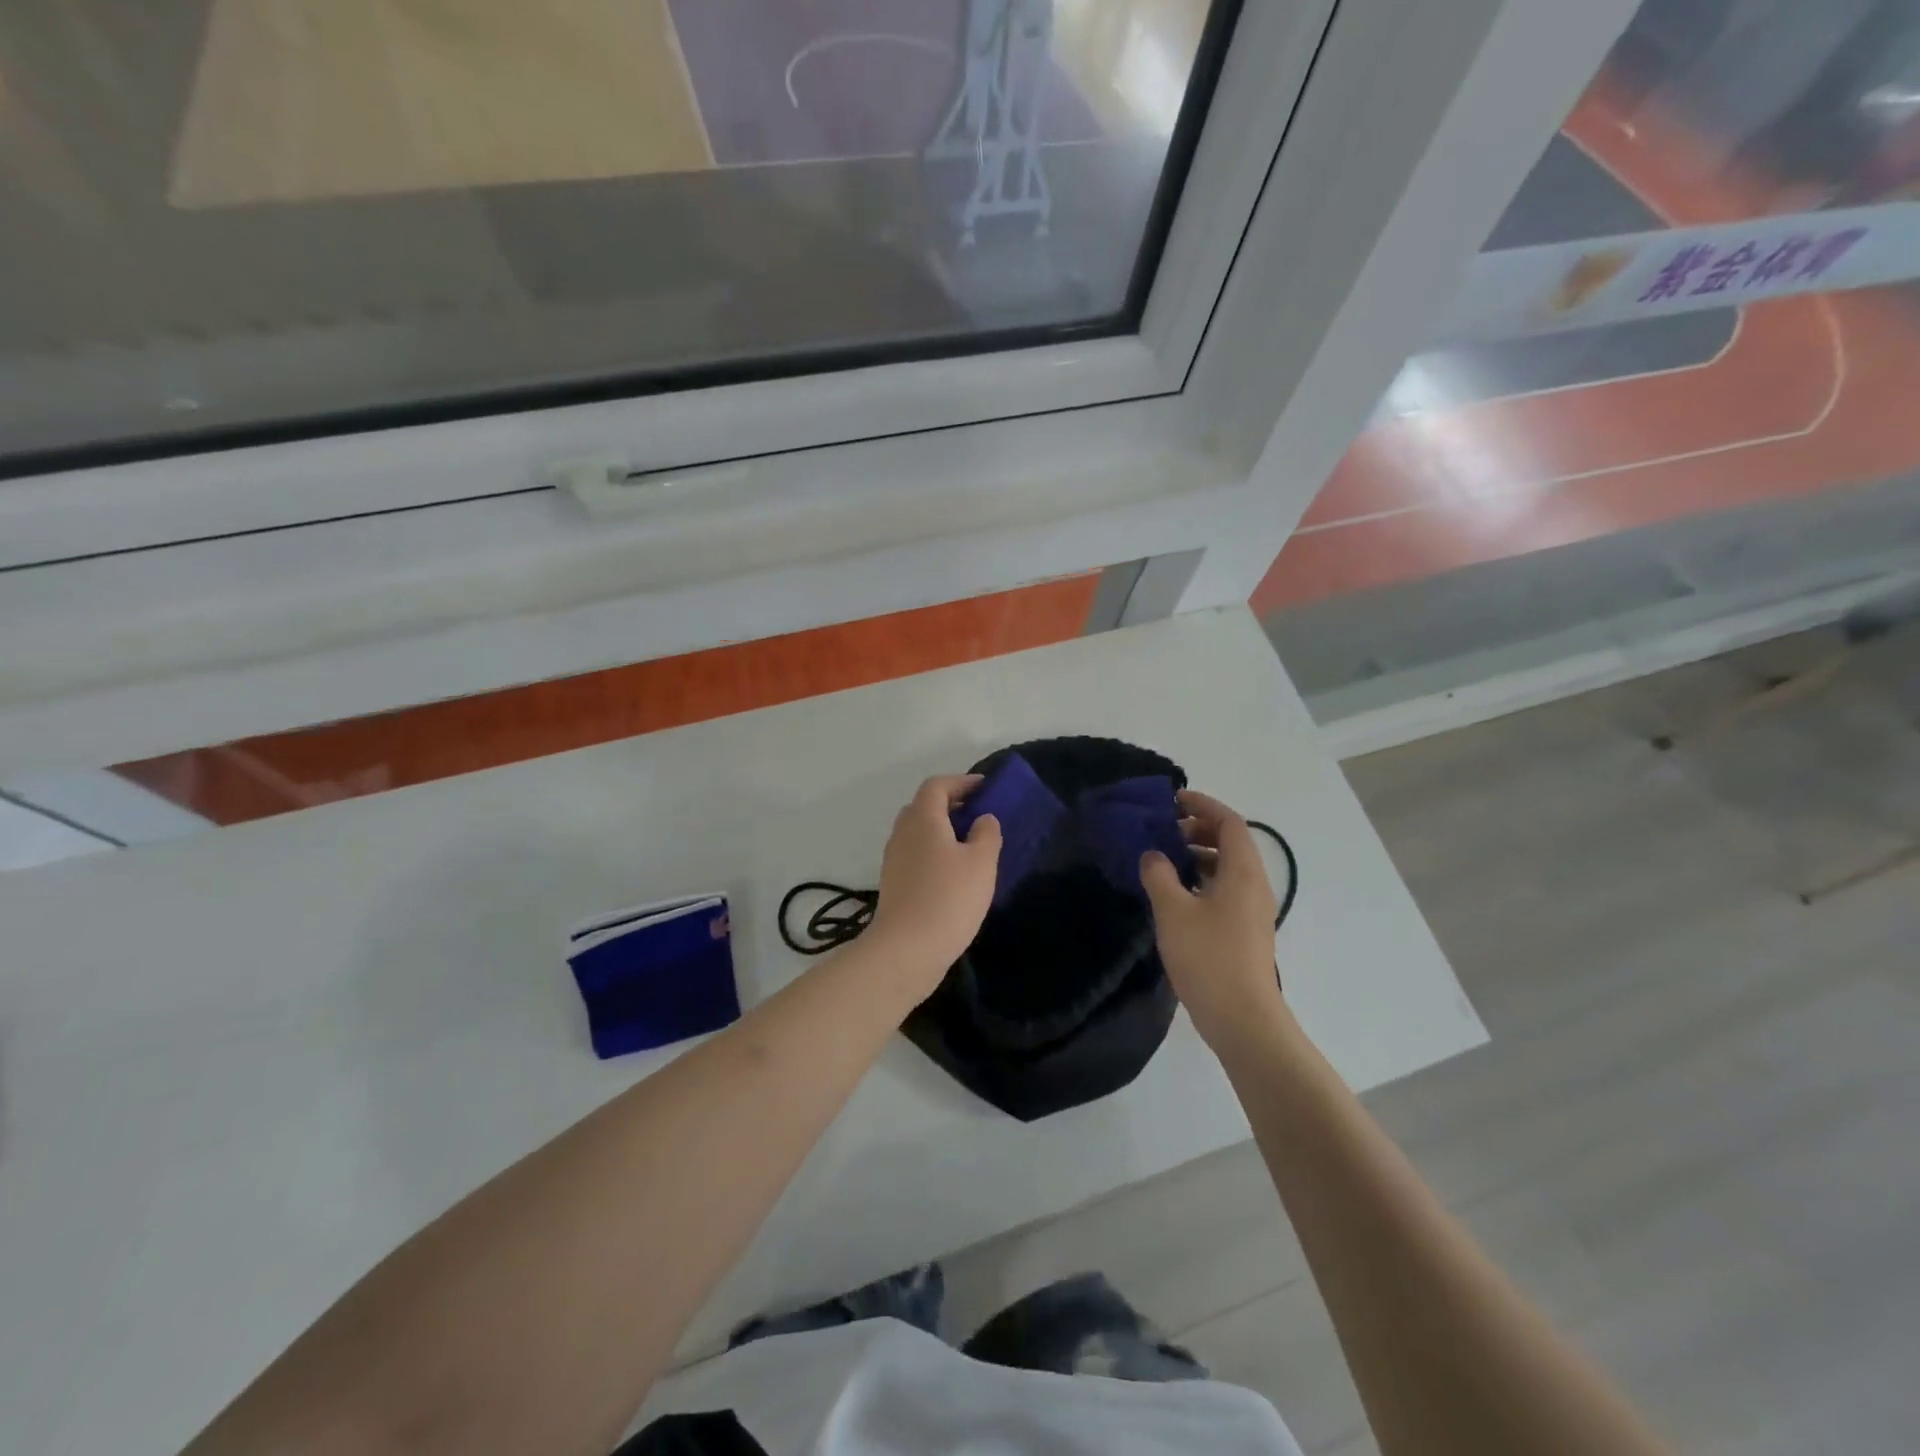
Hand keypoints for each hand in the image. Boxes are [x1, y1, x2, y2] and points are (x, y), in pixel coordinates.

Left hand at [869, 775, 1002, 992]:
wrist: (906, 950)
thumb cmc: (949, 898)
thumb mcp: (981, 862)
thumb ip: (987, 833)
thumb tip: (982, 819)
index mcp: (922, 819)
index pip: (937, 786)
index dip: (961, 781)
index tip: (985, 787)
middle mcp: (903, 833)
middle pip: (924, 807)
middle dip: (950, 805)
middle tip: (978, 815)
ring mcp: (894, 860)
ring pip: (918, 833)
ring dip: (942, 831)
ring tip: (971, 846)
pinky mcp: (894, 884)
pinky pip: (916, 856)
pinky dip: (935, 853)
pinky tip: (955, 875)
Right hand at [1140, 789, 1286, 1053]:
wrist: (1242, 1018)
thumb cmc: (1208, 957)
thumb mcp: (1173, 911)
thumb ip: (1159, 875)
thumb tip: (1153, 855)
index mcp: (1242, 872)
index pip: (1229, 822)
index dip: (1203, 805)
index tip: (1173, 800)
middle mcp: (1254, 884)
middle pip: (1232, 842)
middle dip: (1199, 829)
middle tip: (1165, 831)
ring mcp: (1253, 910)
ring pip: (1228, 867)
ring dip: (1199, 855)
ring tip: (1165, 861)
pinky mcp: (1245, 930)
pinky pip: (1226, 889)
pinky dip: (1203, 879)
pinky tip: (1176, 895)